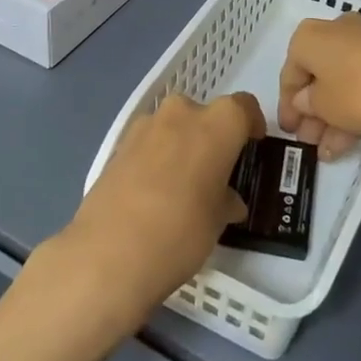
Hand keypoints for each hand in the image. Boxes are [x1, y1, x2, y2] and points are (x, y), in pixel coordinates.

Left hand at [45, 92, 261, 339]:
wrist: (108, 253)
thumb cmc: (181, 231)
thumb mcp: (218, 221)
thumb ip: (227, 200)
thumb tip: (228, 200)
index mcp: (217, 123)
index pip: (244, 107)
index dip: (252, 124)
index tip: (252, 146)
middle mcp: (182, 113)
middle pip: (205, 115)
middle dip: (213, 137)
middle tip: (216, 172)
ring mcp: (145, 126)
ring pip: (174, 127)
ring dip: (182, 146)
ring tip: (183, 186)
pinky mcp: (118, 145)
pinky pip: (149, 143)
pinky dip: (157, 158)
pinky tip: (154, 193)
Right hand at [278, 14, 360, 158]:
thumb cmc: (360, 89)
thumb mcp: (324, 106)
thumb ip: (308, 105)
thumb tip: (304, 99)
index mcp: (309, 37)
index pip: (289, 74)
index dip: (286, 106)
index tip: (288, 131)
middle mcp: (335, 31)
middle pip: (318, 77)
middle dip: (313, 113)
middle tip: (310, 142)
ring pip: (343, 82)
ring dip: (335, 116)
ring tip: (331, 150)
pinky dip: (358, 106)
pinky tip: (356, 137)